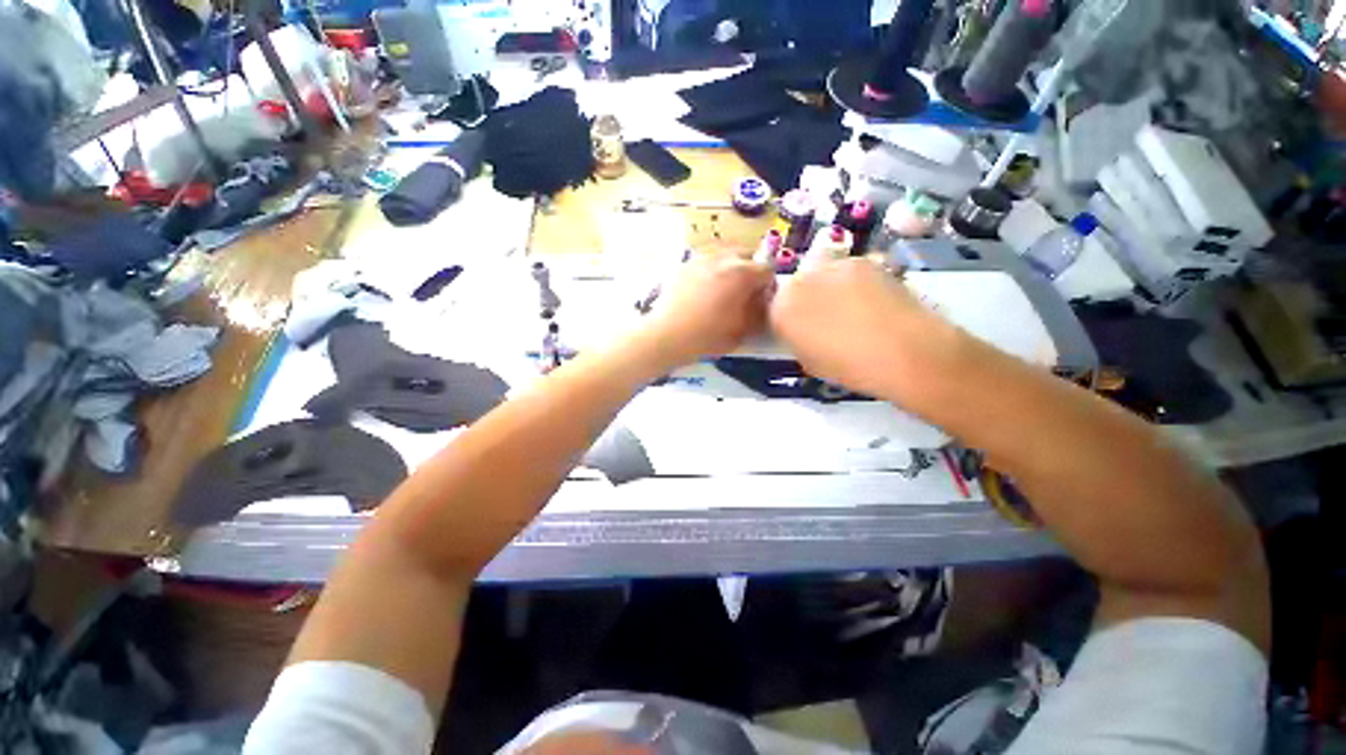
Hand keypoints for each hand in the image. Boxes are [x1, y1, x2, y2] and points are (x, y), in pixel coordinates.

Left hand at [638, 253, 773, 369]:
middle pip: (746, 255)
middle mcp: (723, 259)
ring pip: (724, 256)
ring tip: (722, 291)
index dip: (768, 286)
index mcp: (742, 273)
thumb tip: (764, 301)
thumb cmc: (708, 335)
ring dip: (730, 269)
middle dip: (750, 271)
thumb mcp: (742, 330)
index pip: (767, 270)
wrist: (667, 335)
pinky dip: (710, 272)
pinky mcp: (683, 265)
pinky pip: (705, 263)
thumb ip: (759, 312)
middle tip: (743, 293)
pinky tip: (702, 292)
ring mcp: (700, 259)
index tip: (761, 300)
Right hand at [770, 257, 953, 398]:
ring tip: (855, 309)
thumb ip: (798, 340)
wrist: (903, 351)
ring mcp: (830, 267)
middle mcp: (799, 282)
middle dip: (807, 300)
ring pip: (822, 275)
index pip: (774, 309)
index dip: (789, 320)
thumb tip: (806, 330)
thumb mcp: (810, 362)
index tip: (803, 331)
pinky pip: (848, 271)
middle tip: (828, 319)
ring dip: (830, 288)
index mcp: (781, 311)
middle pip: (796, 287)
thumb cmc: (850, 367)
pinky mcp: (861, 260)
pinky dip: (855, 283)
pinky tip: (873, 301)